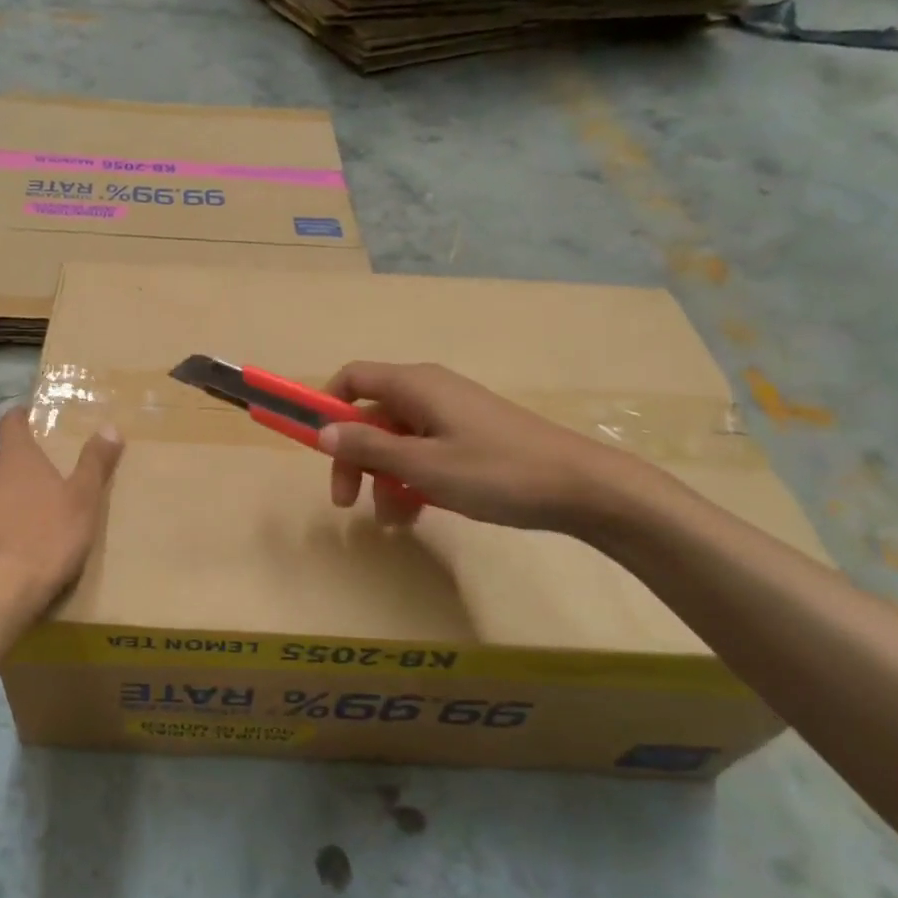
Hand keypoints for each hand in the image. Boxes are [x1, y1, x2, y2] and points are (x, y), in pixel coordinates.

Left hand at [0, 409, 123, 615]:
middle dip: (6, 466)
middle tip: (27, 481)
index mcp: (16, 461)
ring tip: (6, 520)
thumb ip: (95, 463)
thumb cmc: (48, 540)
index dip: (19, 418)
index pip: (11, 424)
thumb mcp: (84, 501)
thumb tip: (110, 426)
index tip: (26, 418)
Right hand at [318, 362, 638, 532]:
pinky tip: (418, 512)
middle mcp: (429, 391)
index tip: (314, 444)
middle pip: (370, 415)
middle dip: (354, 457)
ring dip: (383, 477)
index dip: (325, 405)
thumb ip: (369, 448)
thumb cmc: (496, 472)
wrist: (583, 488)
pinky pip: (424, 451)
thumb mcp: (423, 466)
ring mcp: (452, 415)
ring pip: (397, 440)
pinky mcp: (470, 438)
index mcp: (415, 385)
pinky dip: (412, 478)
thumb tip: (323, 433)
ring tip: (393, 519)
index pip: (352, 378)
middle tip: (347, 502)